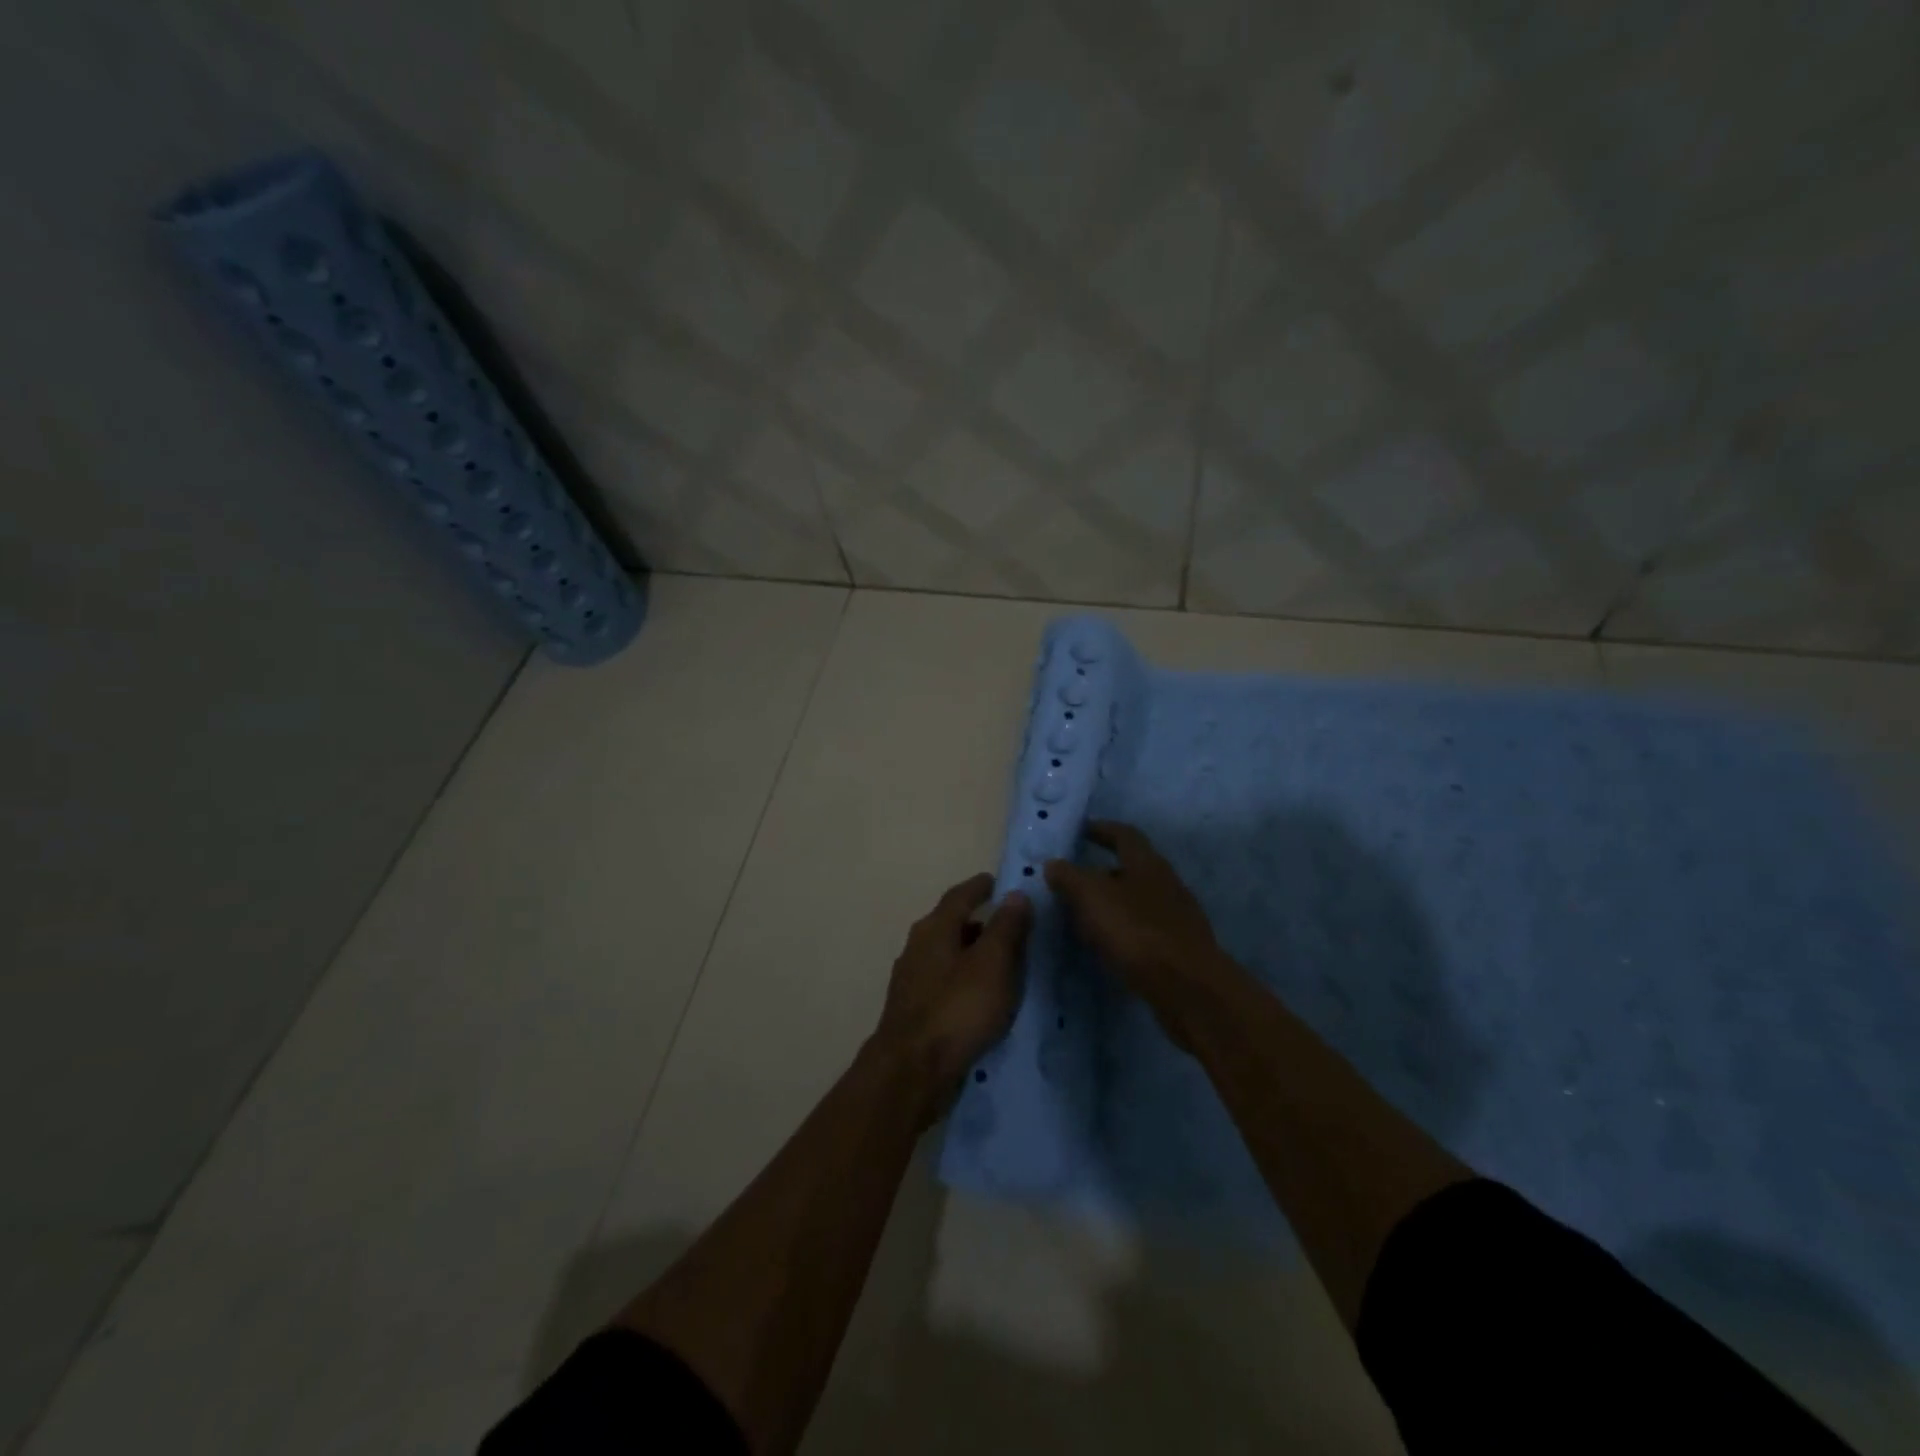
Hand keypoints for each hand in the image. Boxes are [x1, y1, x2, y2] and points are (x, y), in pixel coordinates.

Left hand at [872, 873, 1030, 1117]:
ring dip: (970, 953)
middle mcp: (917, 948)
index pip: (958, 896)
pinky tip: (979, 997)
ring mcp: (910, 981)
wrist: (911, 1071)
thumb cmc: (957, 1009)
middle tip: (1006, 924)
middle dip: (976, 921)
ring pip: (946, 955)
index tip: (996, 881)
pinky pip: (943, 983)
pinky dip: (963, 980)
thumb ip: (1006, 928)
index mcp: (934, 929)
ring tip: (999, 963)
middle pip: (949, 925)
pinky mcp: (912, 1012)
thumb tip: (1015, 894)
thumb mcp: (993, 964)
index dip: (979, 887)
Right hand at [1045, 821, 1225, 1048]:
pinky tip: (1105, 947)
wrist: (1187, 988)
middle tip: (1072, 881)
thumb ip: (1070, 877)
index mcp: (1147, 863)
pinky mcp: (1178, 948)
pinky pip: (1143, 930)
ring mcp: (1176, 917)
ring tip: (1083, 917)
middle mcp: (1166, 883)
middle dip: (1102, 872)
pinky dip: (1122, 931)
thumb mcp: (1092, 896)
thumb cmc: (1136, 931)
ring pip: (1137, 901)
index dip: (1101, 829)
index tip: (1080, 830)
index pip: (1123, 835)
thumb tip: (1054, 863)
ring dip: (1111, 904)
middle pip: (1132, 868)